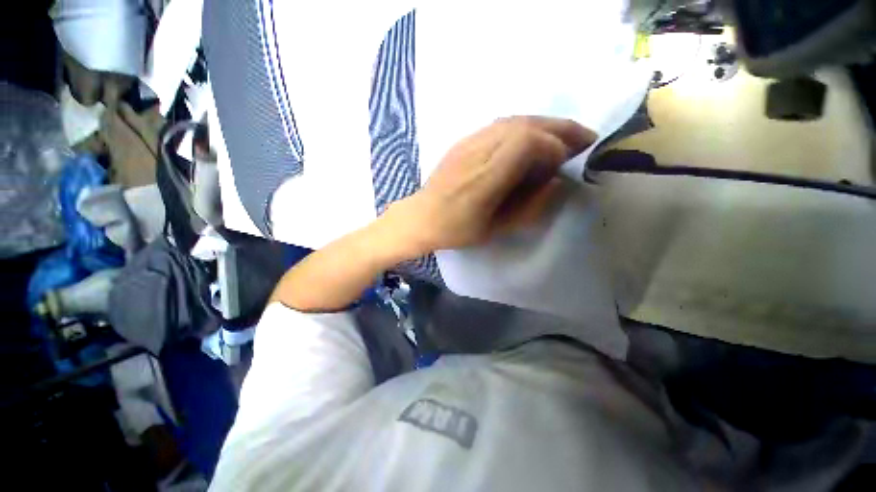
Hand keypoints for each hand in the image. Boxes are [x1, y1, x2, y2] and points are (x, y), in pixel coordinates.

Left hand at [392, 116, 595, 252]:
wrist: (422, 216)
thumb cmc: (457, 229)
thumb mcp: (496, 229)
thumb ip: (530, 207)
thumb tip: (557, 182)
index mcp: (484, 178)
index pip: (526, 142)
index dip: (553, 146)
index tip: (564, 163)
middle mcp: (477, 152)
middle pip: (525, 124)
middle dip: (559, 128)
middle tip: (584, 139)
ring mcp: (468, 142)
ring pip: (515, 120)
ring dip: (545, 124)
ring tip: (564, 136)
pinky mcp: (464, 140)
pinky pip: (501, 125)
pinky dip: (525, 127)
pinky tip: (534, 138)